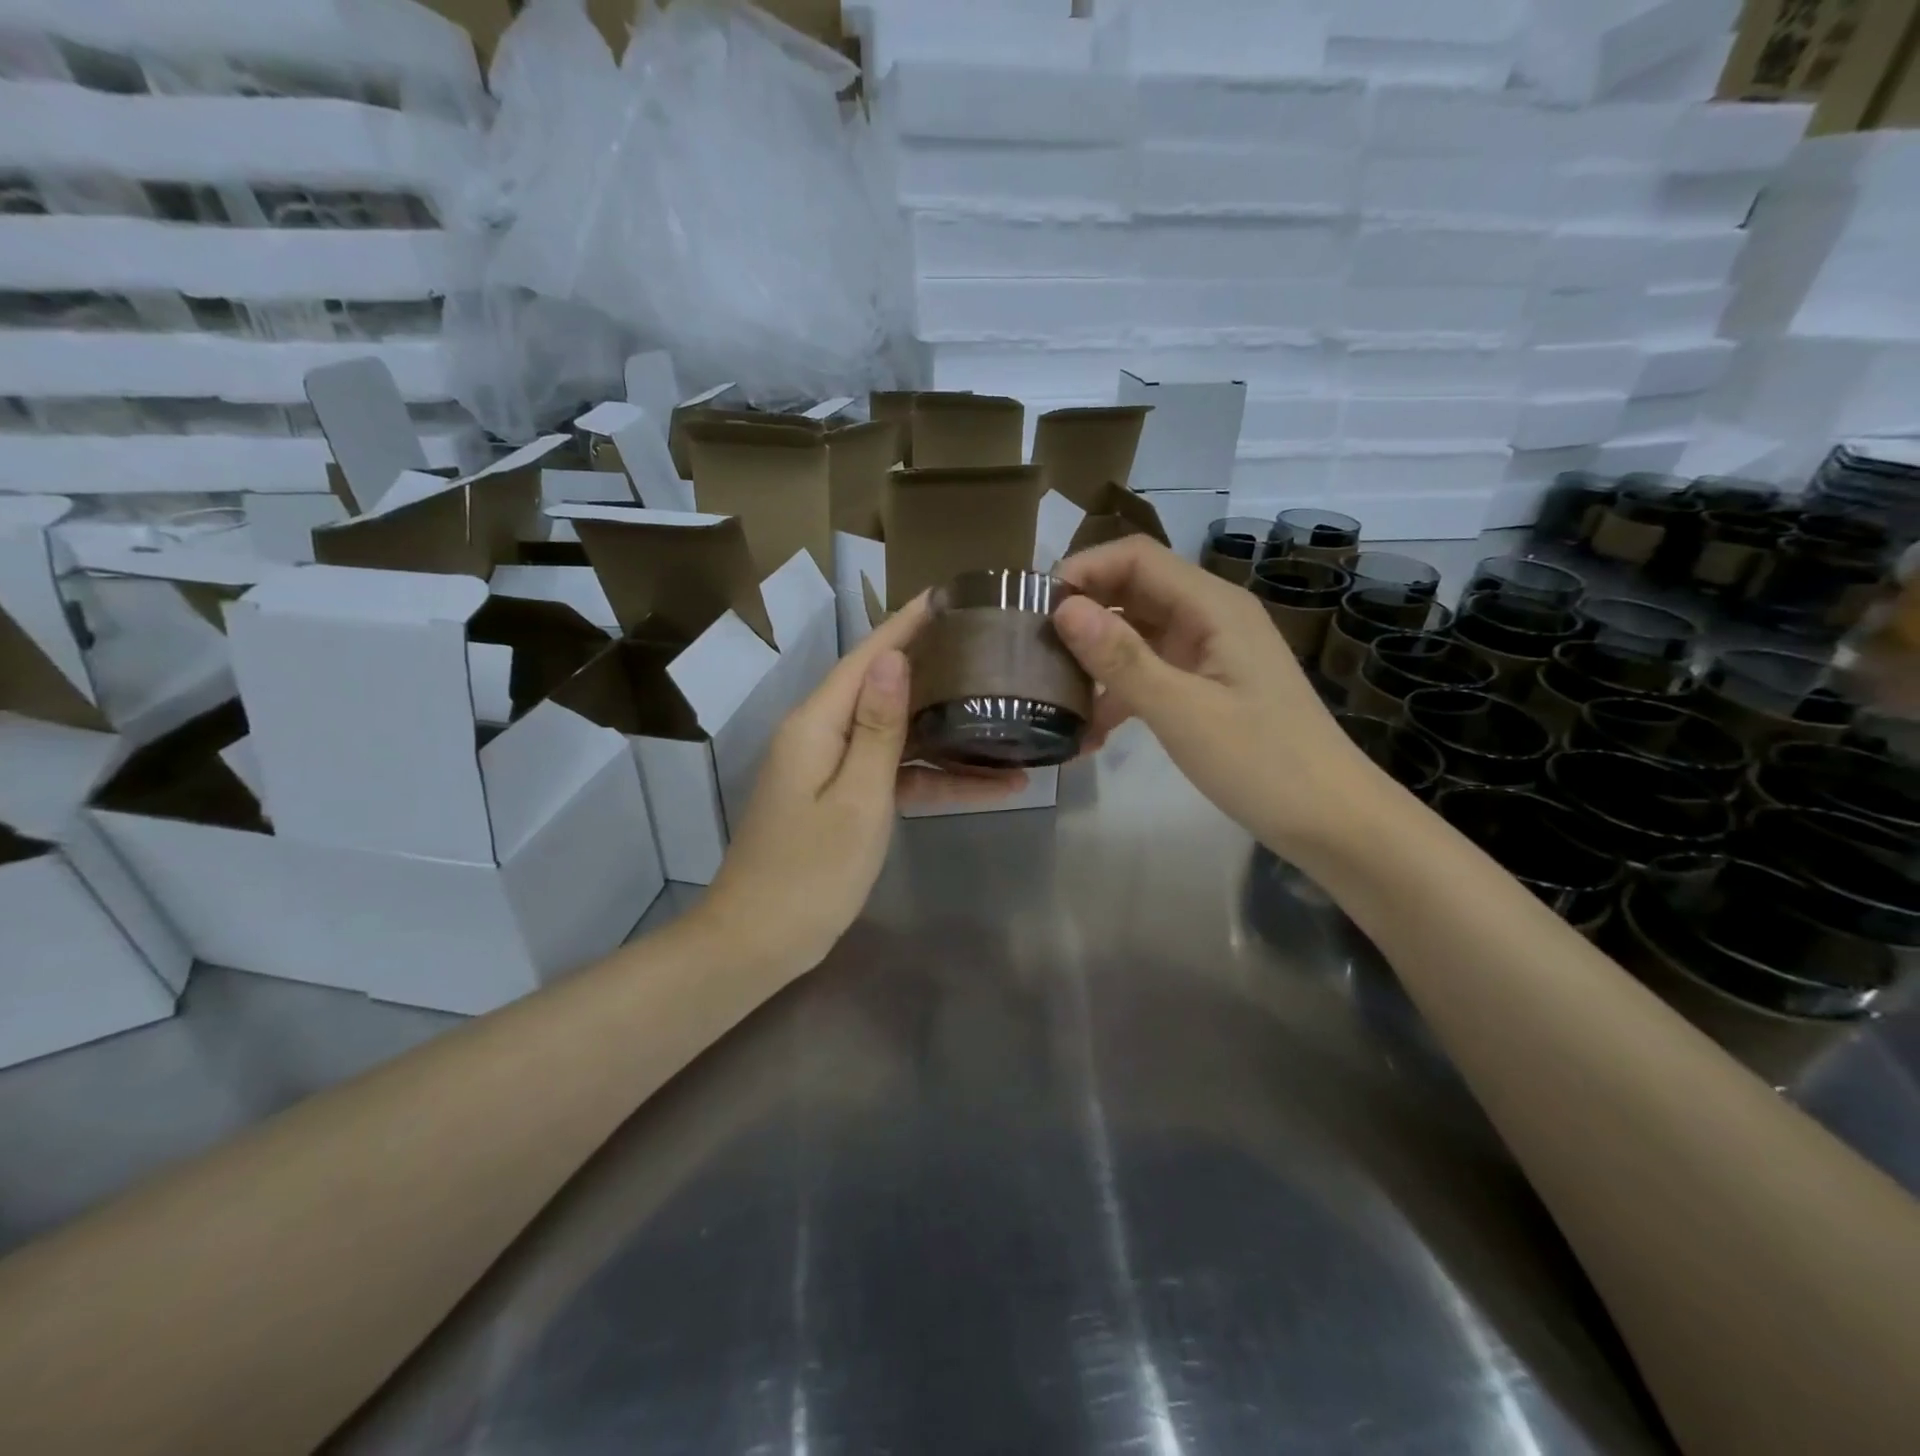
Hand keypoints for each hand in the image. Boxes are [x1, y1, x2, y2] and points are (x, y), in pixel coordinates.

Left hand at [698, 593, 1024, 976]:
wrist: (758, 942)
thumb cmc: (810, 872)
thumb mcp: (858, 799)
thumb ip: (879, 729)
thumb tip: (894, 658)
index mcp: (817, 724)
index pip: (867, 657)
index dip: (906, 624)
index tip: (948, 596)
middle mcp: (820, 734)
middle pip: (883, 689)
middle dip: (935, 670)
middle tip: (990, 651)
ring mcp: (829, 769)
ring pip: (896, 735)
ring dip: (947, 733)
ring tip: (1007, 718)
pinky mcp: (840, 799)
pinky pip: (891, 775)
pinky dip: (931, 778)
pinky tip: (987, 784)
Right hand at [1052, 536, 1380, 851]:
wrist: (1330, 819)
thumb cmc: (1262, 762)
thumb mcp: (1183, 711)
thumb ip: (1122, 659)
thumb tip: (1063, 609)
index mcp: (1213, 606)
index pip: (1137, 557)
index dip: (1083, 570)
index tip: (1034, 608)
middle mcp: (1210, 617)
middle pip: (1134, 592)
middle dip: (1083, 615)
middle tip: (1034, 652)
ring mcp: (1210, 653)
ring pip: (1138, 635)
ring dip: (1097, 660)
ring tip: (1054, 696)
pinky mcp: (1207, 686)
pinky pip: (1152, 672)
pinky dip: (1119, 693)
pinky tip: (1091, 734)